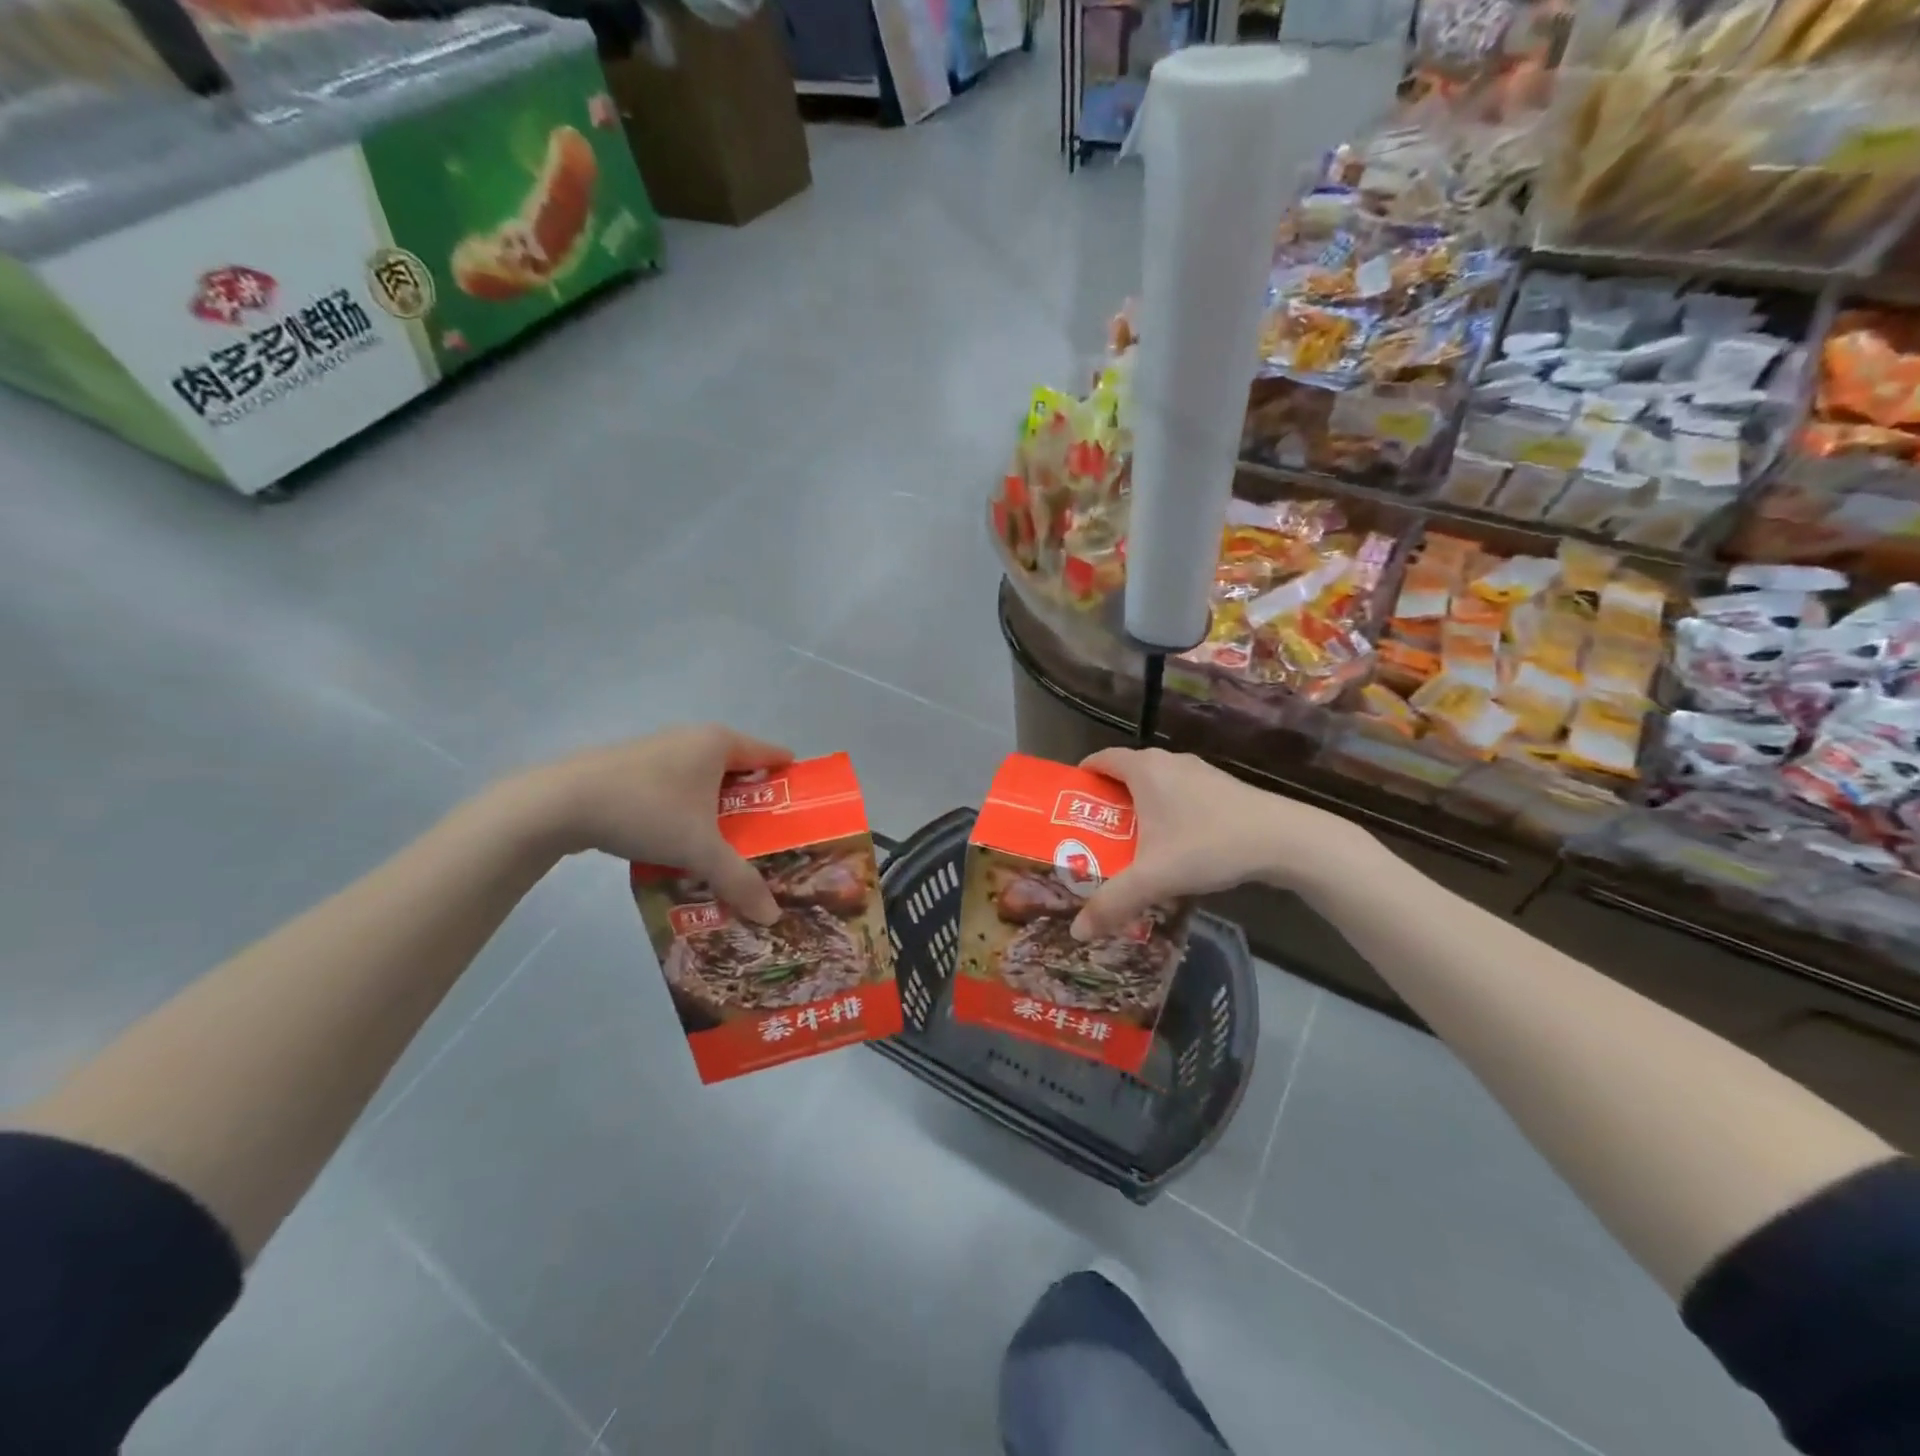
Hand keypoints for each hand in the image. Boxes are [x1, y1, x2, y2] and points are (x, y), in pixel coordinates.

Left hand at [510, 725, 792, 922]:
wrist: (559, 804)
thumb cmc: (646, 810)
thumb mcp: (699, 849)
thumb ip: (738, 880)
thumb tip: (771, 917)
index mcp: (719, 743)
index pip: (772, 755)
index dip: (791, 783)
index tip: (803, 814)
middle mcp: (693, 738)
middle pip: (740, 772)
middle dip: (755, 807)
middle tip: (770, 844)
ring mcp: (660, 751)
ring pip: (705, 783)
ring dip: (718, 814)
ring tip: (729, 851)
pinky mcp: (632, 769)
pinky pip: (677, 790)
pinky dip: (688, 814)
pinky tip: (682, 845)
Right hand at [1070, 747, 1375, 939]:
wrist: (1285, 840)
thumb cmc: (1209, 845)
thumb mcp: (1154, 877)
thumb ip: (1113, 902)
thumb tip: (1078, 931)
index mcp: (1144, 769)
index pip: (1100, 759)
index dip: (1081, 777)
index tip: (1068, 804)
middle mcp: (1168, 762)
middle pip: (1125, 774)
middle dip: (1107, 802)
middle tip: (1093, 835)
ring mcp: (1199, 772)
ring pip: (1156, 785)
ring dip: (1139, 809)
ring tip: (1129, 845)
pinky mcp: (1222, 788)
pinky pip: (1180, 794)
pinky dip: (1167, 813)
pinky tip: (1173, 847)